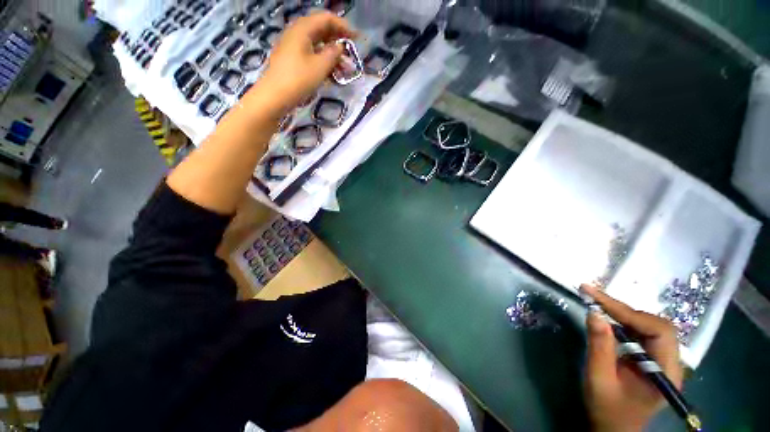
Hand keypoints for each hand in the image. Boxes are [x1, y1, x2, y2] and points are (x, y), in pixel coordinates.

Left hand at [257, 11, 354, 111]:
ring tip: (344, 66)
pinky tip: (331, 71)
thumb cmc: (299, 79)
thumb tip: (340, 46)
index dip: (343, 26)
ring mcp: (293, 45)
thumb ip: (333, 53)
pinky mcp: (292, 58)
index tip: (356, 38)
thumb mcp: (321, 66)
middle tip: (351, 52)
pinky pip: (311, 53)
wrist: (275, 96)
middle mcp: (297, 32)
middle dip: (338, 39)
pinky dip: (323, 59)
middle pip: (321, 29)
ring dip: (332, 52)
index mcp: (303, 28)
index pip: (327, 18)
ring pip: (317, 43)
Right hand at [581, 284, 682, 431]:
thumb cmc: (607, 410)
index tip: (596, 298)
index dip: (628, 312)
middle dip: (624, 310)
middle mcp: (671, 363)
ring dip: (622, 313)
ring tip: (596, 303)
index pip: (659, 331)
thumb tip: (594, 313)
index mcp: (665, 372)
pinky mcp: (652, 359)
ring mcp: (663, 361)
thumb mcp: (599, 379)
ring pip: (649, 326)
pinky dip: (623, 321)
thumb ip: (599, 346)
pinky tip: (607, 319)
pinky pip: (642, 333)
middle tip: (593, 298)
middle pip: (656, 325)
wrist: (614, 429)